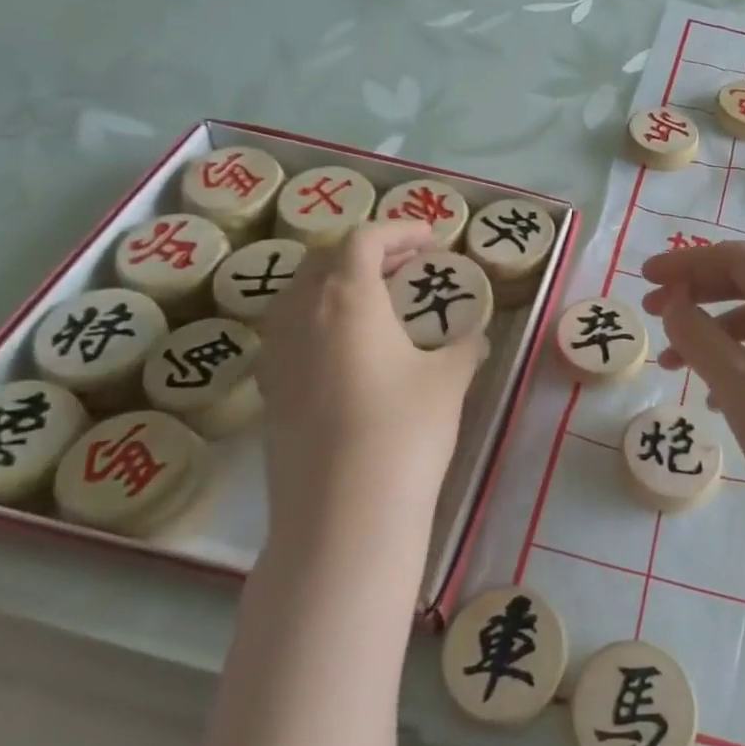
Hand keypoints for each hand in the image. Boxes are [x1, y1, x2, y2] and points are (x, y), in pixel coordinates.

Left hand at [258, 220, 487, 551]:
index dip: (399, 229)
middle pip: (325, 259)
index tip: (431, 238)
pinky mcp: (270, 392)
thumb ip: (463, 346)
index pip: (363, 239)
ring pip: (299, 294)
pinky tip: (350, 349)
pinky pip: (289, 332)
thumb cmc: (404, 432)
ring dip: (338, 283)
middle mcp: (302, 316)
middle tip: (409, 264)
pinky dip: (320, 318)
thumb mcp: (449, 379)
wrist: (343, 516)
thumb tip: (475, 334)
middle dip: (369, 251)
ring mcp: (278, 355)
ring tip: (378, 300)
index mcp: (347, 299)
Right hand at [641, 242, 744, 532]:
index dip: (685, 262)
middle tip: (650, 311)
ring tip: (670, 364)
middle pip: (743, 284)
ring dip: (707, 334)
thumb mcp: (734, 380)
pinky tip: (710, 396)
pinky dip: (731, 362)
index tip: (645, 278)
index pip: (733, 258)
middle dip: (693, 294)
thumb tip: (674, 303)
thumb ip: (696, 333)